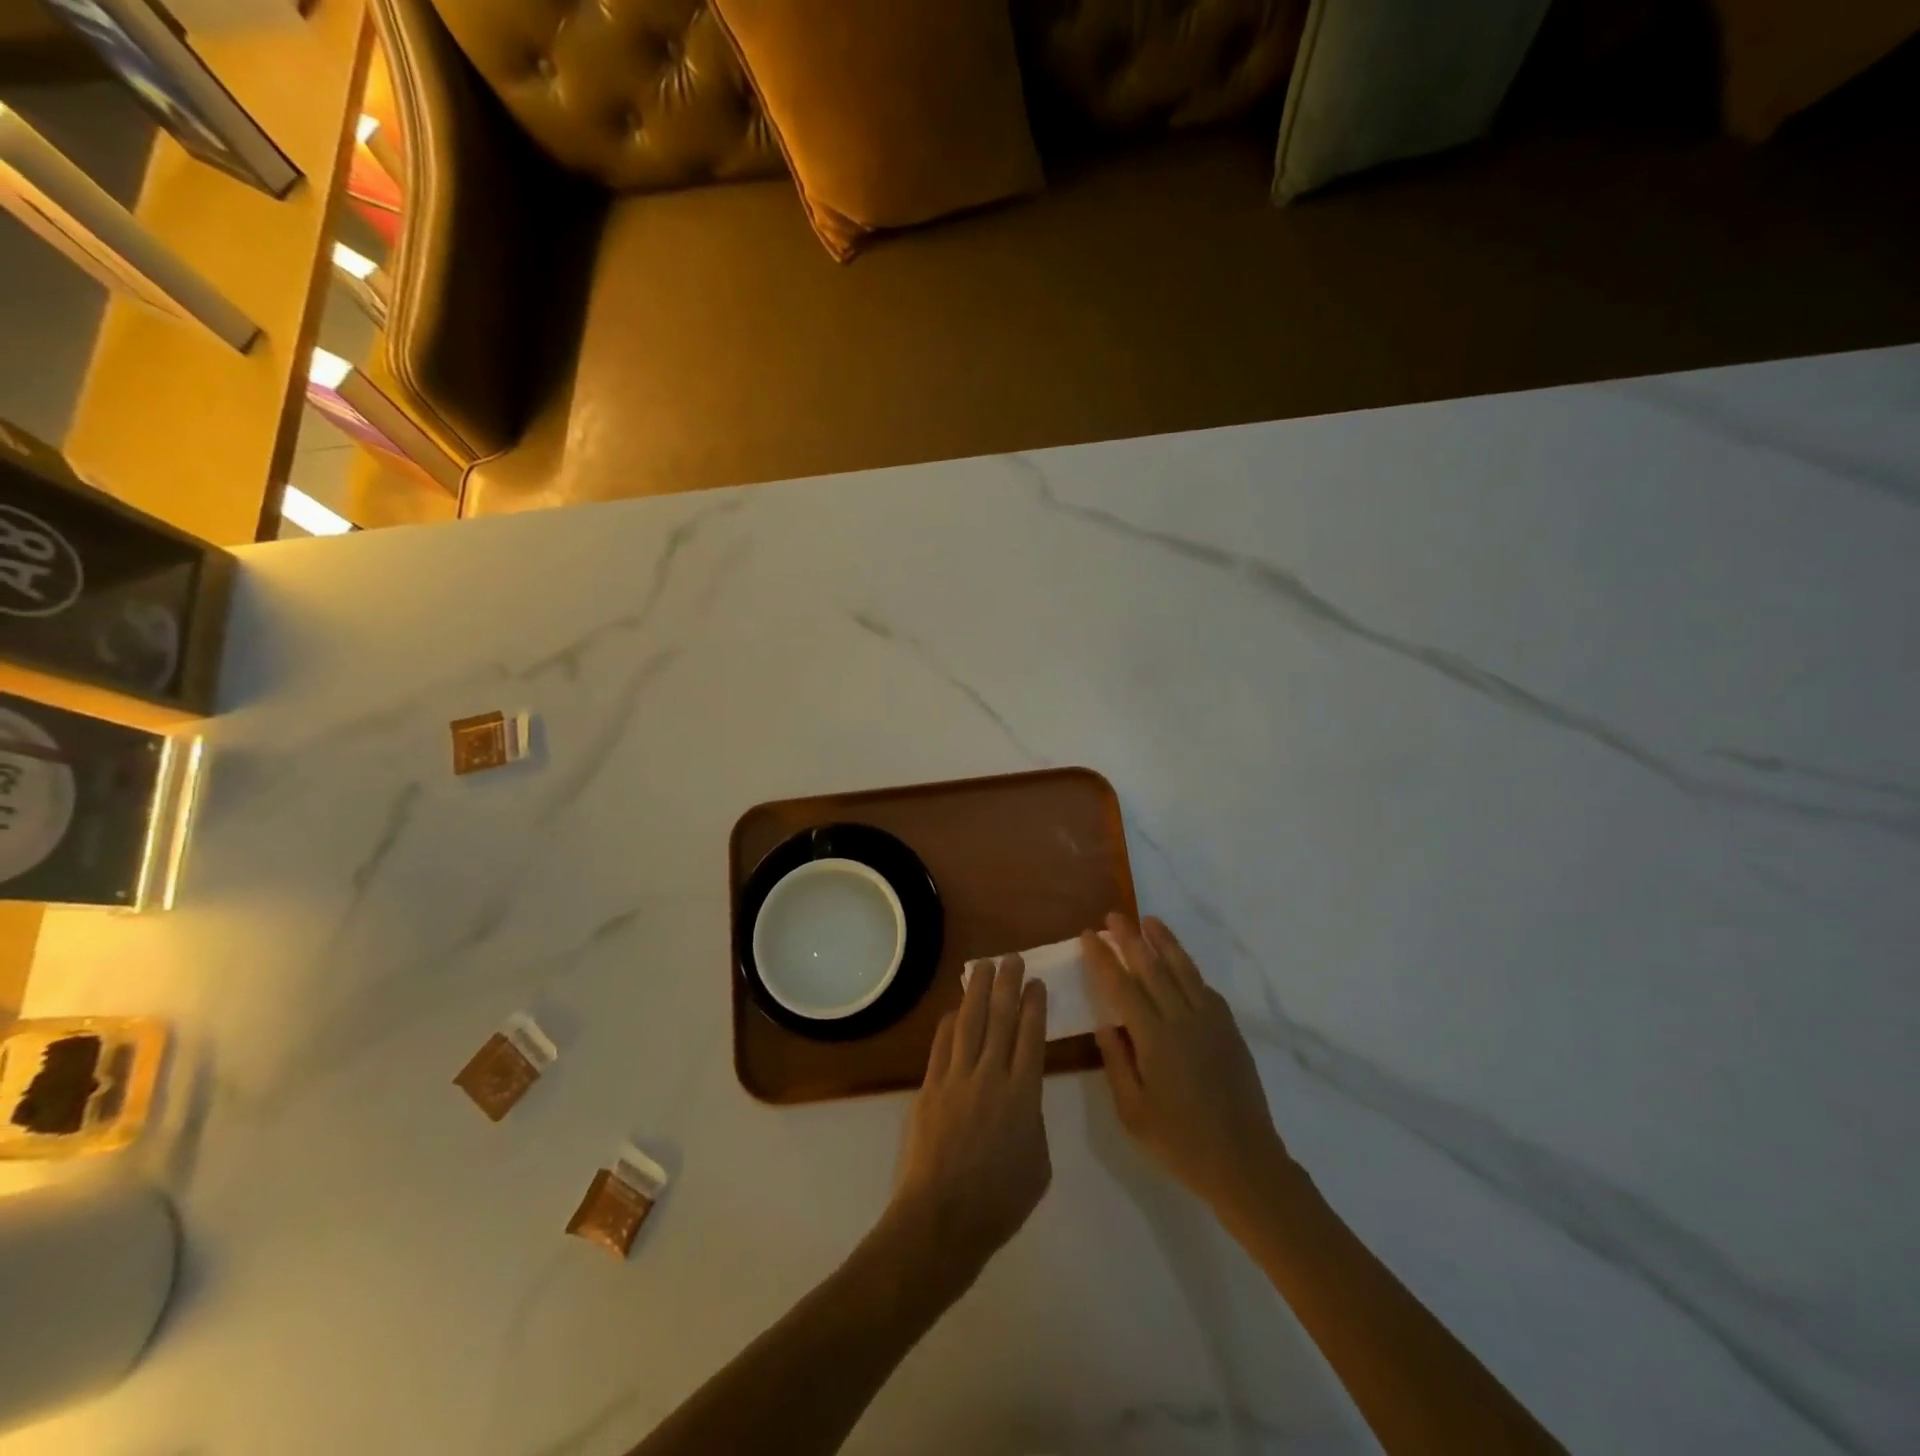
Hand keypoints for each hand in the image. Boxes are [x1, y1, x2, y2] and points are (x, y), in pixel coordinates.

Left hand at [888, 955, 1050, 1285]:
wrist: (943, 1218)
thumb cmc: (999, 1201)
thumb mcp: (1038, 1164)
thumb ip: (1033, 1121)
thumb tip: (1022, 1098)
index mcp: (1024, 1095)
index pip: (1031, 1036)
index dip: (1034, 1005)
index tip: (1035, 982)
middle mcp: (991, 1076)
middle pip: (1001, 1019)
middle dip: (1007, 985)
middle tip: (1011, 958)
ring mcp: (957, 1079)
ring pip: (970, 1023)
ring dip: (977, 991)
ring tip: (984, 966)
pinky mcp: (931, 1087)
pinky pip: (942, 1045)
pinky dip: (950, 1024)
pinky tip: (955, 1009)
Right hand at [1085, 915, 1289, 1213]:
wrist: (1244, 1163)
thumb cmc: (1180, 1143)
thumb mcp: (1133, 1112)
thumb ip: (1116, 1063)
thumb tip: (1105, 1024)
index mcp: (1155, 1039)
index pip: (1122, 986)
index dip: (1103, 958)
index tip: (1089, 936)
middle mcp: (1183, 1020)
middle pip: (1152, 968)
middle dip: (1130, 939)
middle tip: (1113, 916)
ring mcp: (1211, 1022)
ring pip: (1184, 970)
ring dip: (1164, 942)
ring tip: (1149, 920)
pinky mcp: (1230, 1031)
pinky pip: (1206, 989)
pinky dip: (1189, 969)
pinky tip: (1181, 964)